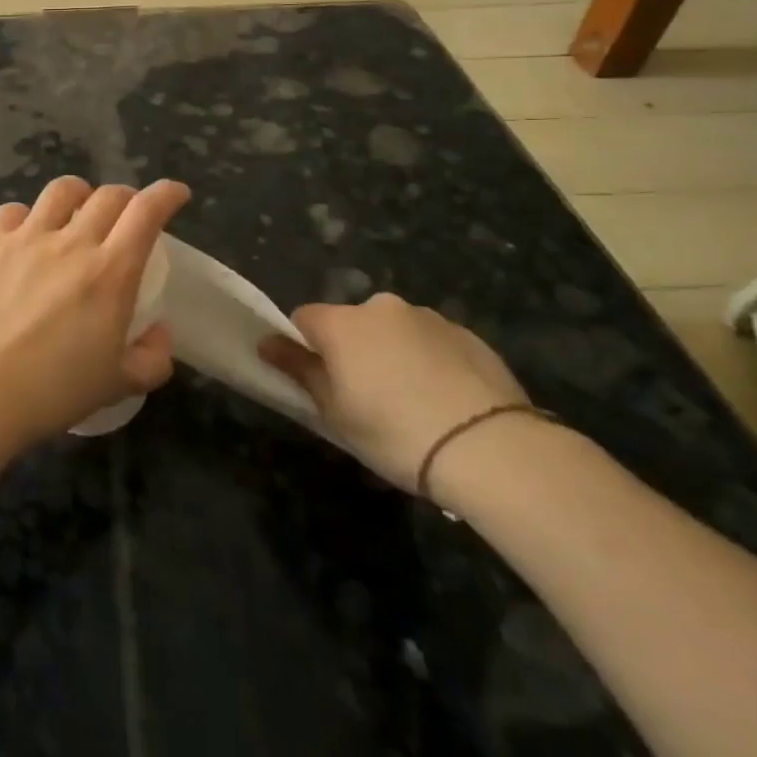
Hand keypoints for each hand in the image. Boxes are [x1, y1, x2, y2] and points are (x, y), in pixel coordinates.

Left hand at [0, 176, 190, 445]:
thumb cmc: (53, 391)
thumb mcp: (119, 385)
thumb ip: (153, 358)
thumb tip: (160, 331)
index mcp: (111, 273)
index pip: (146, 212)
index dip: (166, 194)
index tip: (176, 194)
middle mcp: (72, 243)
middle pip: (107, 195)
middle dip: (126, 197)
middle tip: (127, 215)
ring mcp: (27, 238)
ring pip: (61, 191)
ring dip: (79, 195)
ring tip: (77, 213)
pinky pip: (12, 210)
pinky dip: (26, 216)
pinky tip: (26, 234)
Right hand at [260, 294, 527, 492]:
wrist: (491, 448)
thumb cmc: (395, 432)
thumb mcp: (335, 411)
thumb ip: (299, 370)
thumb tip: (266, 342)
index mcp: (342, 323)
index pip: (303, 318)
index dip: (304, 347)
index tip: (320, 381)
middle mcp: (381, 307)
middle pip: (351, 322)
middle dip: (352, 349)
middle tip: (366, 396)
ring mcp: (428, 317)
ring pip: (394, 330)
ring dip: (392, 352)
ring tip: (413, 400)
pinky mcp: (468, 334)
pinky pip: (432, 342)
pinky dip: (429, 361)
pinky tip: (445, 399)